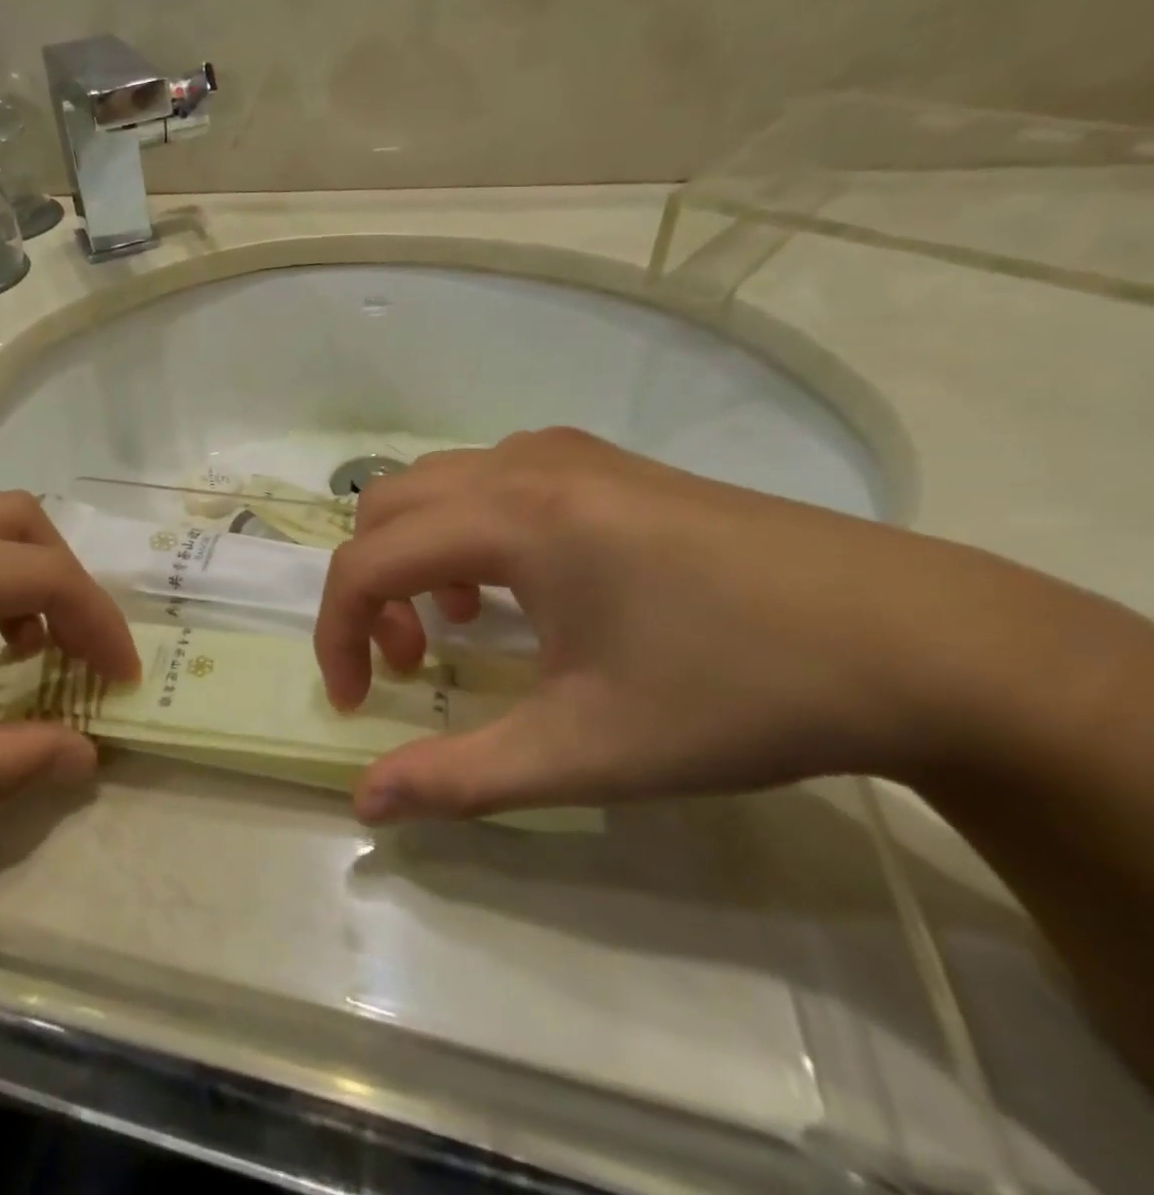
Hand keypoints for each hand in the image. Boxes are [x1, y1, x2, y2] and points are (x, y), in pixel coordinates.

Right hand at [313, 428, 1109, 823]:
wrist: (918, 640)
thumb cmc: (736, 692)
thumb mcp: (586, 750)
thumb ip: (459, 777)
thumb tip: (365, 802)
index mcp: (512, 517)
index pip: (367, 561)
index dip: (337, 633)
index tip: (358, 704)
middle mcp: (523, 464)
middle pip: (385, 506)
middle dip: (370, 586)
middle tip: (407, 663)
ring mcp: (567, 454)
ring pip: (434, 486)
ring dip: (414, 555)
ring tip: (458, 626)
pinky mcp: (604, 463)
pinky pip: (488, 479)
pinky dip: (463, 531)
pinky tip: (515, 588)